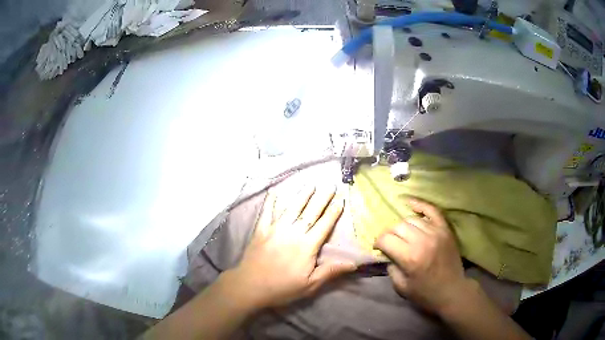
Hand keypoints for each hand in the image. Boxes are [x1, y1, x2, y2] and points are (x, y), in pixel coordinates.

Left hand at [228, 185, 356, 309]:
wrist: (250, 286)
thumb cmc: (282, 288)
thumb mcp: (310, 285)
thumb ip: (330, 271)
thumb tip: (353, 263)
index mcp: (307, 246)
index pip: (324, 225)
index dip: (333, 212)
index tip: (340, 199)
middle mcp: (293, 232)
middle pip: (310, 212)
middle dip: (321, 198)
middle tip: (330, 185)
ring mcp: (275, 229)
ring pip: (292, 208)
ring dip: (302, 195)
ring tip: (310, 184)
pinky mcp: (261, 230)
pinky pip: (267, 212)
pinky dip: (271, 201)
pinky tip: (274, 191)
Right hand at [374, 198, 470, 314]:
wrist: (452, 291)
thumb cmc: (426, 293)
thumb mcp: (401, 287)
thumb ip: (391, 268)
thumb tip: (387, 253)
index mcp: (410, 257)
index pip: (386, 239)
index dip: (378, 242)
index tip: (378, 248)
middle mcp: (422, 241)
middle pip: (398, 226)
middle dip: (389, 234)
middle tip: (390, 242)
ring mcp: (436, 232)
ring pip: (412, 219)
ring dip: (402, 226)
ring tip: (402, 234)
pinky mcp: (445, 229)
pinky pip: (432, 210)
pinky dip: (420, 205)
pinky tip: (410, 203)